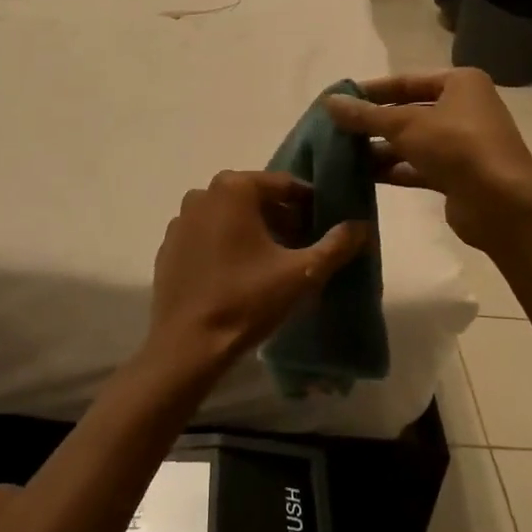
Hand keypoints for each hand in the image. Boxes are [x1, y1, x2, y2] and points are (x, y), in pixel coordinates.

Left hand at [149, 170, 367, 373]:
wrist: (187, 345)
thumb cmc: (246, 300)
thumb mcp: (302, 273)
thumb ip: (336, 245)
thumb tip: (362, 226)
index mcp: (234, 188)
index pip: (285, 185)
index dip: (310, 204)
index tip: (326, 226)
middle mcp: (203, 193)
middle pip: (257, 198)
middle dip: (284, 218)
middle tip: (304, 247)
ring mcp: (181, 219)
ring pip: (231, 216)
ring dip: (256, 231)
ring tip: (276, 264)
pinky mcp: (169, 246)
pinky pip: (208, 235)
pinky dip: (228, 244)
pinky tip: (241, 275)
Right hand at [326, 70, 531, 253]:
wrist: (503, 204)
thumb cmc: (457, 147)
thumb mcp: (406, 125)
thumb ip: (366, 115)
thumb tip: (328, 102)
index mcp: (460, 83)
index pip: (405, 81)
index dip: (370, 91)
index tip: (337, 101)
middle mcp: (463, 108)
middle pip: (408, 111)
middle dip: (372, 123)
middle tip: (333, 130)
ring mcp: (461, 143)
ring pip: (411, 141)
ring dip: (379, 148)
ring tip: (340, 155)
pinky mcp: (456, 175)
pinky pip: (417, 166)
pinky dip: (393, 169)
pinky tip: (361, 176)